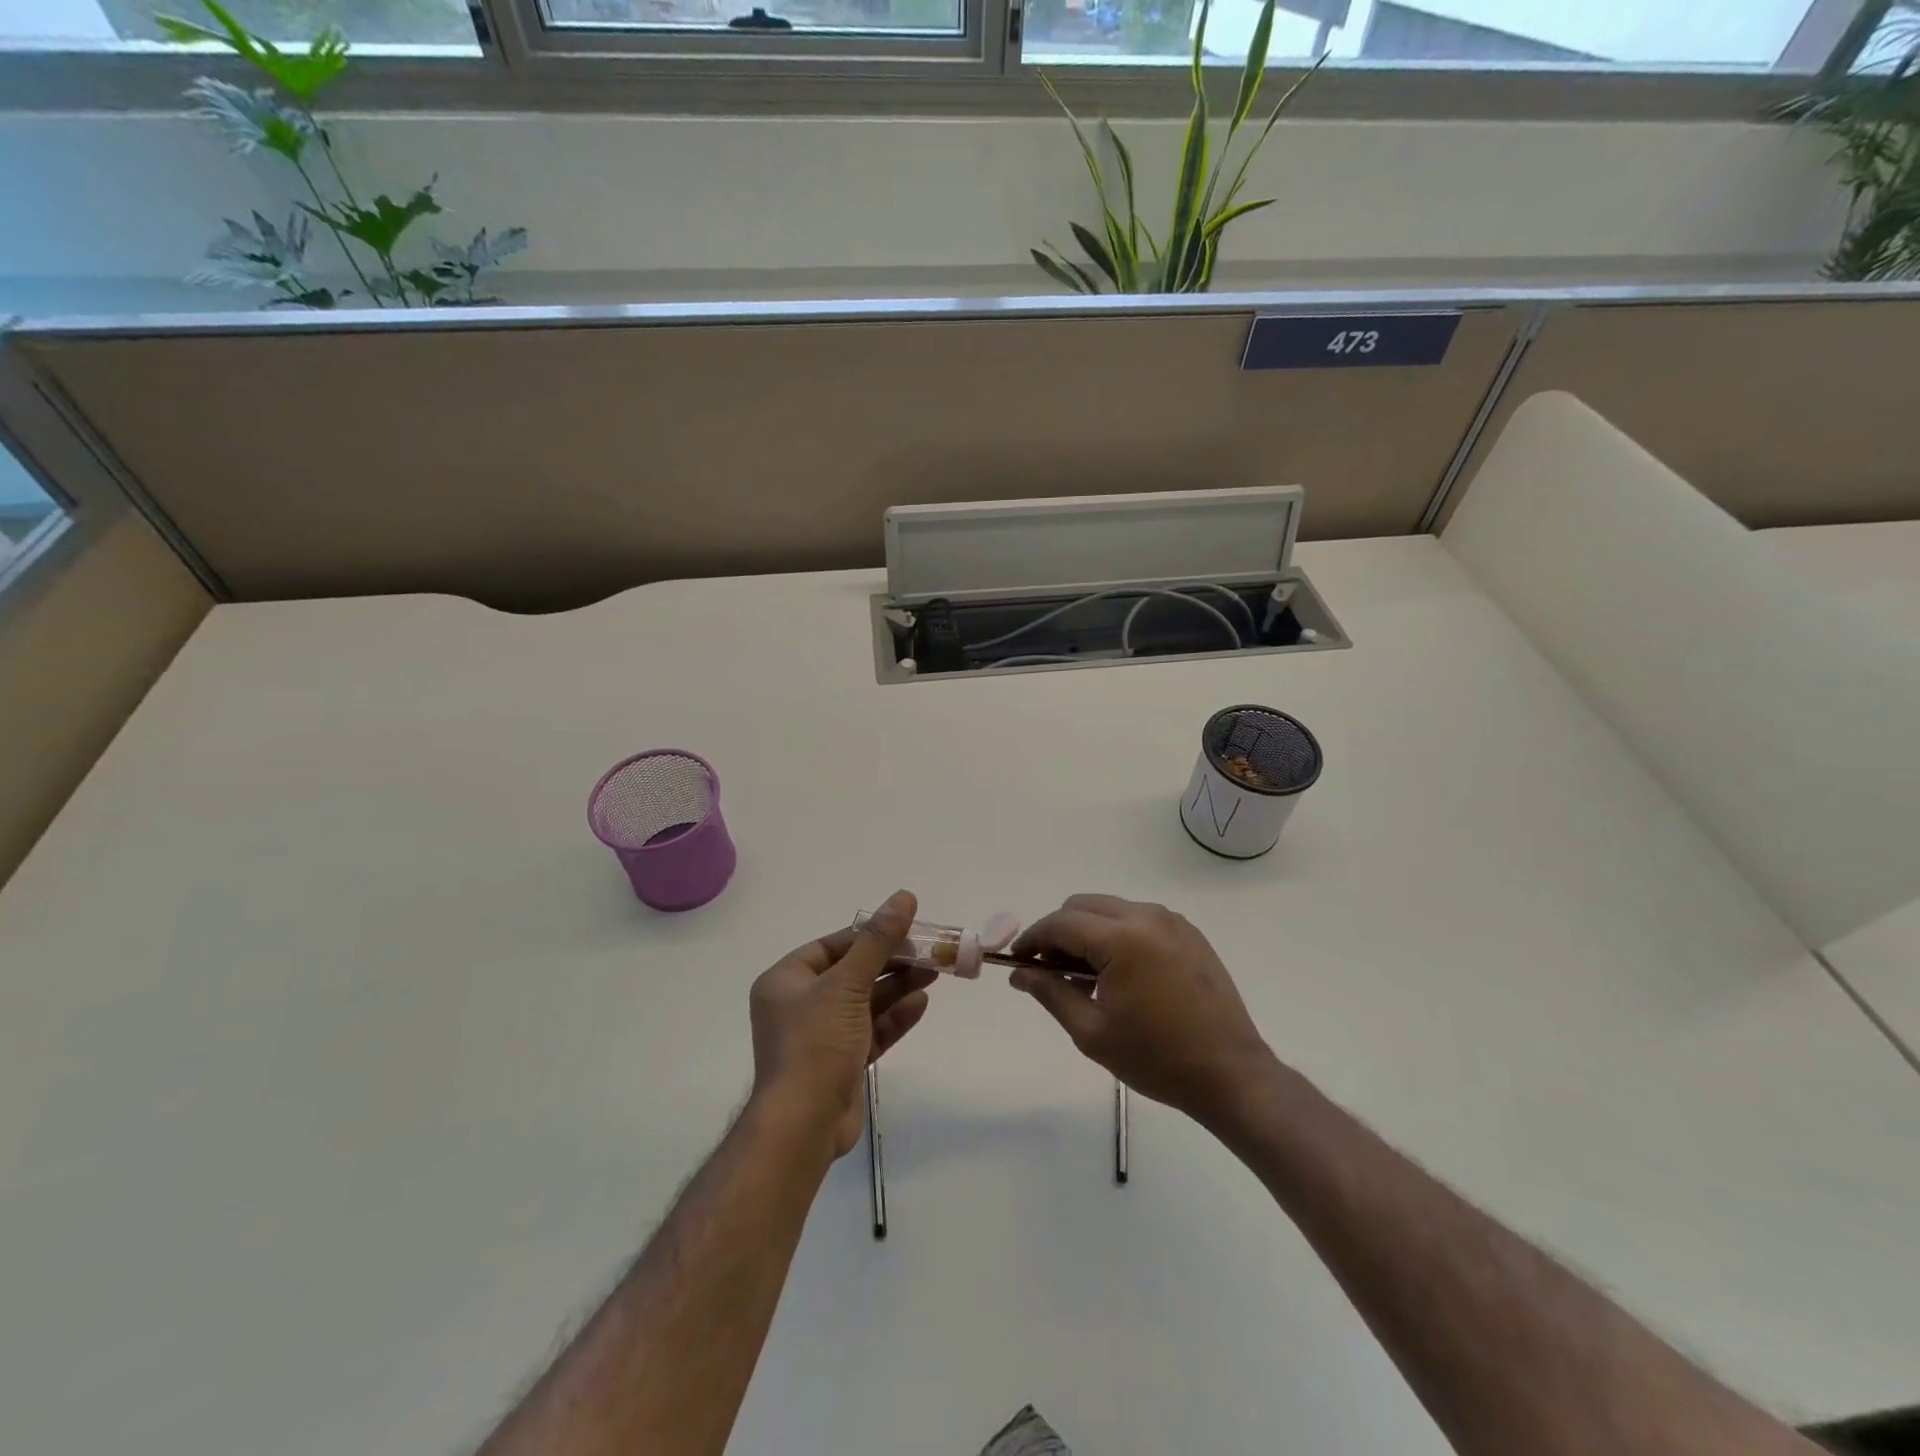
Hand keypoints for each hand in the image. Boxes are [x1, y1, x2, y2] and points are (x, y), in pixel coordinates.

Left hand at [749, 890, 932, 1157]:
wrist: (803, 1126)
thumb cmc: (816, 1043)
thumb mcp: (847, 984)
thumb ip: (878, 941)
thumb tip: (903, 896)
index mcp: (786, 981)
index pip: (832, 946)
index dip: (869, 935)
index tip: (905, 927)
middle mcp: (800, 1005)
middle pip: (852, 973)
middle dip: (890, 962)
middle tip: (928, 951)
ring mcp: (821, 1036)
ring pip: (865, 1002)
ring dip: (898, 988)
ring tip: (934, 972)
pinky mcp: (841, 1063)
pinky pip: (870, 1030)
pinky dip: (894, 1017)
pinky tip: (921, 1003)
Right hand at [1009, 894, 1275, 1127]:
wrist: (1231, 1075)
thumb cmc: (1157, 1058)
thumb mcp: (1092, 1032)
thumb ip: (1051, 993)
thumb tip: (1020, 973)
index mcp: (1123, 939)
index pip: (1061, 923)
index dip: (1033, 939)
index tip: (1018, 962)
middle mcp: (1147, 917)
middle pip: (1083, 905)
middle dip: (1059, 931)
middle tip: (1049, 970)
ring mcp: (1172, 922)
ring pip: (1111, 908)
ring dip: (1088, 931)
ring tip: (1084, 975)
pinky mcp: (1189, 933)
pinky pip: (1138, 918)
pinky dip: (1117, 933)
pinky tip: (1118, 972)